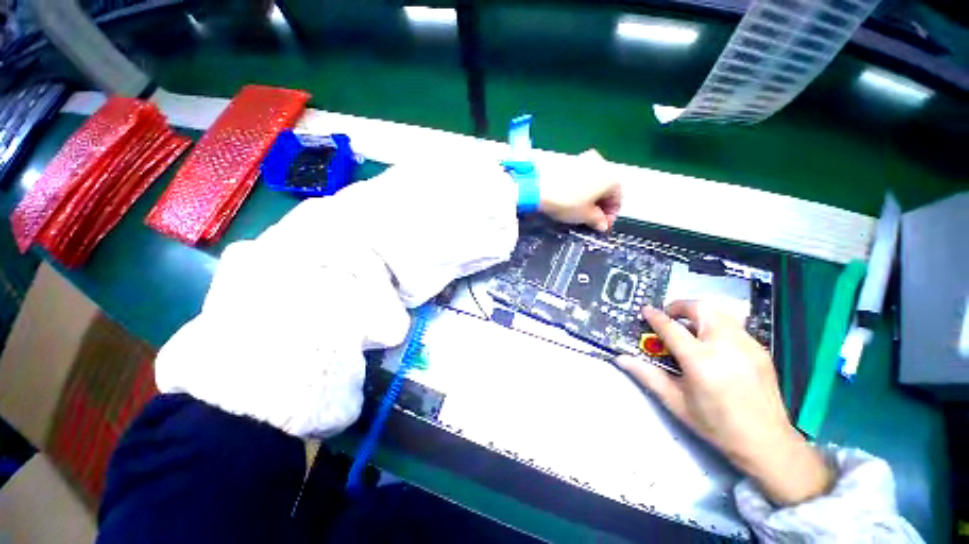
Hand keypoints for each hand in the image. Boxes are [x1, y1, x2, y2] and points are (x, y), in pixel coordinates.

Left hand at [538, 150, 620, 231]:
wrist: (539, 187)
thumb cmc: (567, 202)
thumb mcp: (585, 216)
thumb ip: (598, 220)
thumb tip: (603, 225)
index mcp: (612, 177)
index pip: (618, 199)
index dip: (610, 216)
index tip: (601, 226)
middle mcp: (603, 163)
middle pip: (607, 188)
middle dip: (601, 205)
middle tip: (592, 220)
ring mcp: (585, 159)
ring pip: (594, 181)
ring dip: (591, 196)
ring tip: (581, 210)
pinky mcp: (570, 160)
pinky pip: (582, 176)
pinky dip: (581, 188)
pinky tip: (571, 198)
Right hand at [616, 301, 833, 504]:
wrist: (767, 442)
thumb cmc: (716, 425)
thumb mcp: (676, 402)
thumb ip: (647, 375)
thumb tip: (621, 359)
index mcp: (701, 362)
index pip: (672, 328)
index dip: (655, 316)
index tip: (645, 310)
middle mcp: (726, 346)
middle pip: (701, 308)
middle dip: (680, 306)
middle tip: (669, 317)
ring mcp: (747, 345)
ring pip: (719, 312)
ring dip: (699, 313)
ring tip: (689, 328)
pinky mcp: (760, 349)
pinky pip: (733, 325)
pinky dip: (716, 324)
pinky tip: (712, 343)